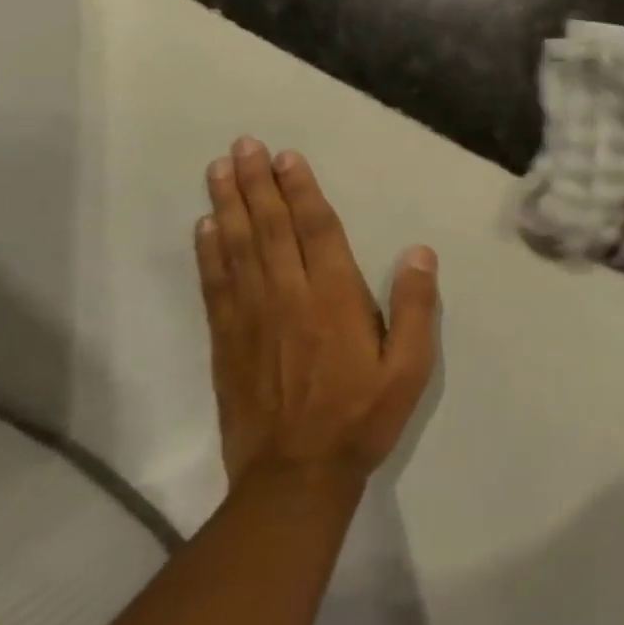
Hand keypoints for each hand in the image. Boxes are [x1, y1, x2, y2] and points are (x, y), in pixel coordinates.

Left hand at [195, 137, 440, 494]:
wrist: (295, 479)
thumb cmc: (361, 417)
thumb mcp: (410, 368)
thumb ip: (417, 308)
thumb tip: (420, 252)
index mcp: (334, 298)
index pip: (316, 230)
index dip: (301, 190)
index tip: (285, 157)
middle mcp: (288, 296)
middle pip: (269, 228)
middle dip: (256, 183)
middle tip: (242, 145)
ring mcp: (251, 318)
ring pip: (237, 248)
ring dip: (228, 205)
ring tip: (218, 169)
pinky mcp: (226, 342)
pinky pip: (215, 285)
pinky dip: (208, 252)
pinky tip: (204, 228)